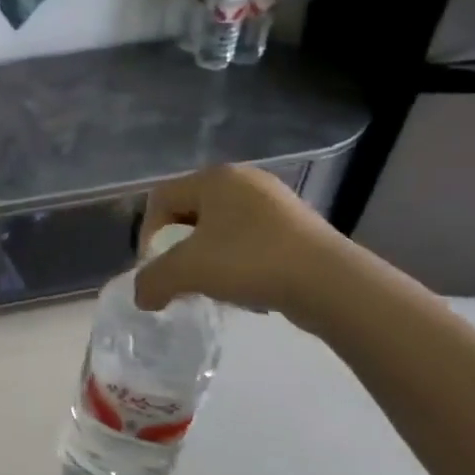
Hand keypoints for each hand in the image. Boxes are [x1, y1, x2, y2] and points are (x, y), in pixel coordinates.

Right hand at [134, 164, 350, 317]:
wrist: (331, 284)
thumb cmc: (250, 261)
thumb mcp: (186, 271)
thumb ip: (152, 281)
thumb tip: (142, 297)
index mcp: (214, 177)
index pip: (161, 198)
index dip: (149, 234)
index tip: (155, 267)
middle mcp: (244, 180)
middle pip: (191, 212)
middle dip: (179, 247)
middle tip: (180, 277)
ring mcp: (275, 202)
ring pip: (221, 228)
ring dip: (208, 256)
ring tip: (212, 285)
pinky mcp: (298, 226)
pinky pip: (251, 239)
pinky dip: (238, 261)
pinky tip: (246, 285)